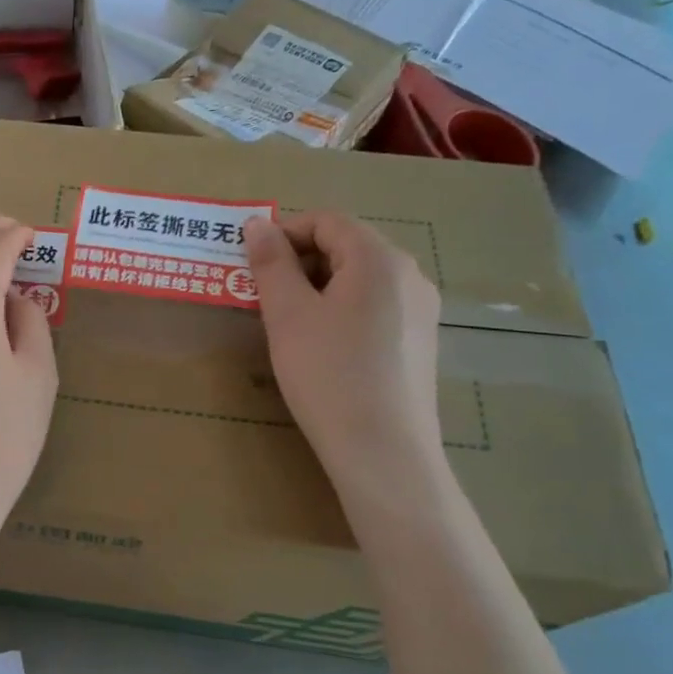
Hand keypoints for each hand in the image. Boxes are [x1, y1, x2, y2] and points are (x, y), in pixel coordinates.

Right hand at [244, 211, 444, 518]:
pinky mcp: (420, 340)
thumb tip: (257, 223)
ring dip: (318, 285)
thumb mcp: (288, 314)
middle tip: (263, 294)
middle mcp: (409, 274)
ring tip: (288, 321)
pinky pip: (375, 305)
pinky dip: (341, 308)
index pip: (326, 221)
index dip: (284, 233)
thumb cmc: (328, 374)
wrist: (383, 452)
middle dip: (299, 261)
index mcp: (379, 258)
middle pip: (346, 246)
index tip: (252, 263)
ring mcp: (421, 309)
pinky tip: (322, 345)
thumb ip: (271, 262)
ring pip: (360, 277)